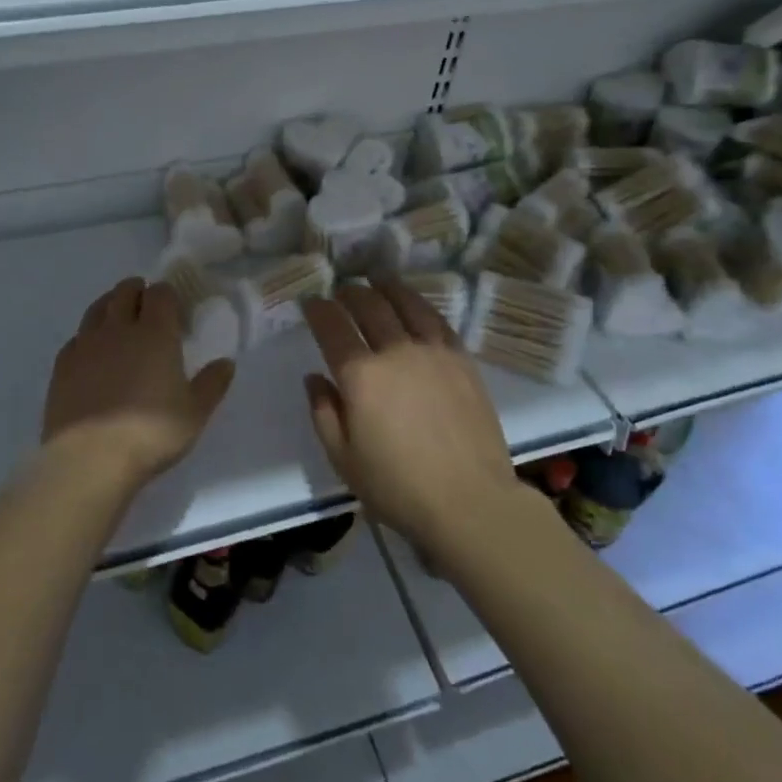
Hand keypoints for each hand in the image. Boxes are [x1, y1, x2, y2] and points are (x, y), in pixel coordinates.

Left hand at [42, 277, 234, 491]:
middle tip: (146, 306)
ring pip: (97, 307)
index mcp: (155, 333)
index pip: (161, 293)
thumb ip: (212, 384)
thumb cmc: (150, 433)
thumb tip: (226, 363)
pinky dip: (88, 336)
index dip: (168, 295)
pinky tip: (92, 353)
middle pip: (125, 291)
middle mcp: (119, 328)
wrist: (89, 458)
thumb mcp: (194, 414)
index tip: (175, 311)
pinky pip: (77, 336)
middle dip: (138, 291)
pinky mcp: (62, 364)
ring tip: (118, 319)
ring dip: (110, 305)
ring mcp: (86, 344)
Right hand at [301, 279, 520, 554]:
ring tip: (376, 279)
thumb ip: (323, 412)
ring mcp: (432, 351)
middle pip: (368, 306)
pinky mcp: (461, 359)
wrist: (470, 501)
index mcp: (360, 375)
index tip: (311, 302)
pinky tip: (414, 304)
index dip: (318, 309)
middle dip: (349, 293)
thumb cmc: (398, 487)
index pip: (332, 327)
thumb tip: (315, 377)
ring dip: (386, 287)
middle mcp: (395, 351)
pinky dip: (419, 304)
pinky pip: (437, 319)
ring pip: (405, 303)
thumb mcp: (343, 458)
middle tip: (341, 291)